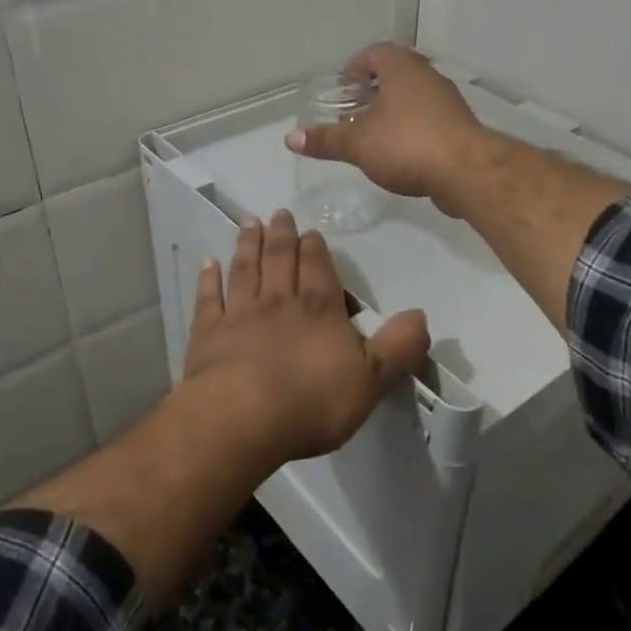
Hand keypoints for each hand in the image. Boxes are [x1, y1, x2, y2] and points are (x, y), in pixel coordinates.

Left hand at [184, 210, 429, 462]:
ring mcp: (240, 315)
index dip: (316, 249)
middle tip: (279, 213)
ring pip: (246, 270)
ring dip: (248, 245)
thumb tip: (422, 315)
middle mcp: (280, 302)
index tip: (310, 230)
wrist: (242, 417)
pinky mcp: (208, 334)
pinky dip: (209, 279)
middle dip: (282, 236)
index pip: (319, 269)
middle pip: (281, 260)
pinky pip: (209, 299)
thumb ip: (398, 346)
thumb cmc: (312, 401)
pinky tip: (208, 263)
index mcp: (320, 310)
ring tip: (250, 223)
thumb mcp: (372, 379)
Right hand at [285, 43, 487, 209]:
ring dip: (393, 113)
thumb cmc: (407, 145)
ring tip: (371, 137)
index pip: (376, 52)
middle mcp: (427, 77)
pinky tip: (399, 155)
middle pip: (395, 75)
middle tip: (352, 114)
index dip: (355, 67)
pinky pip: (428, 121)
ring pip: (413, 99)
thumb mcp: (358, 144)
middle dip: (372, 92)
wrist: (467, 172)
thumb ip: (325, 140)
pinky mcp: (459, 128)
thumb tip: (291, 138)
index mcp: (402, 69)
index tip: (342, 89)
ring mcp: (447, 103)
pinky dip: (411, 130)